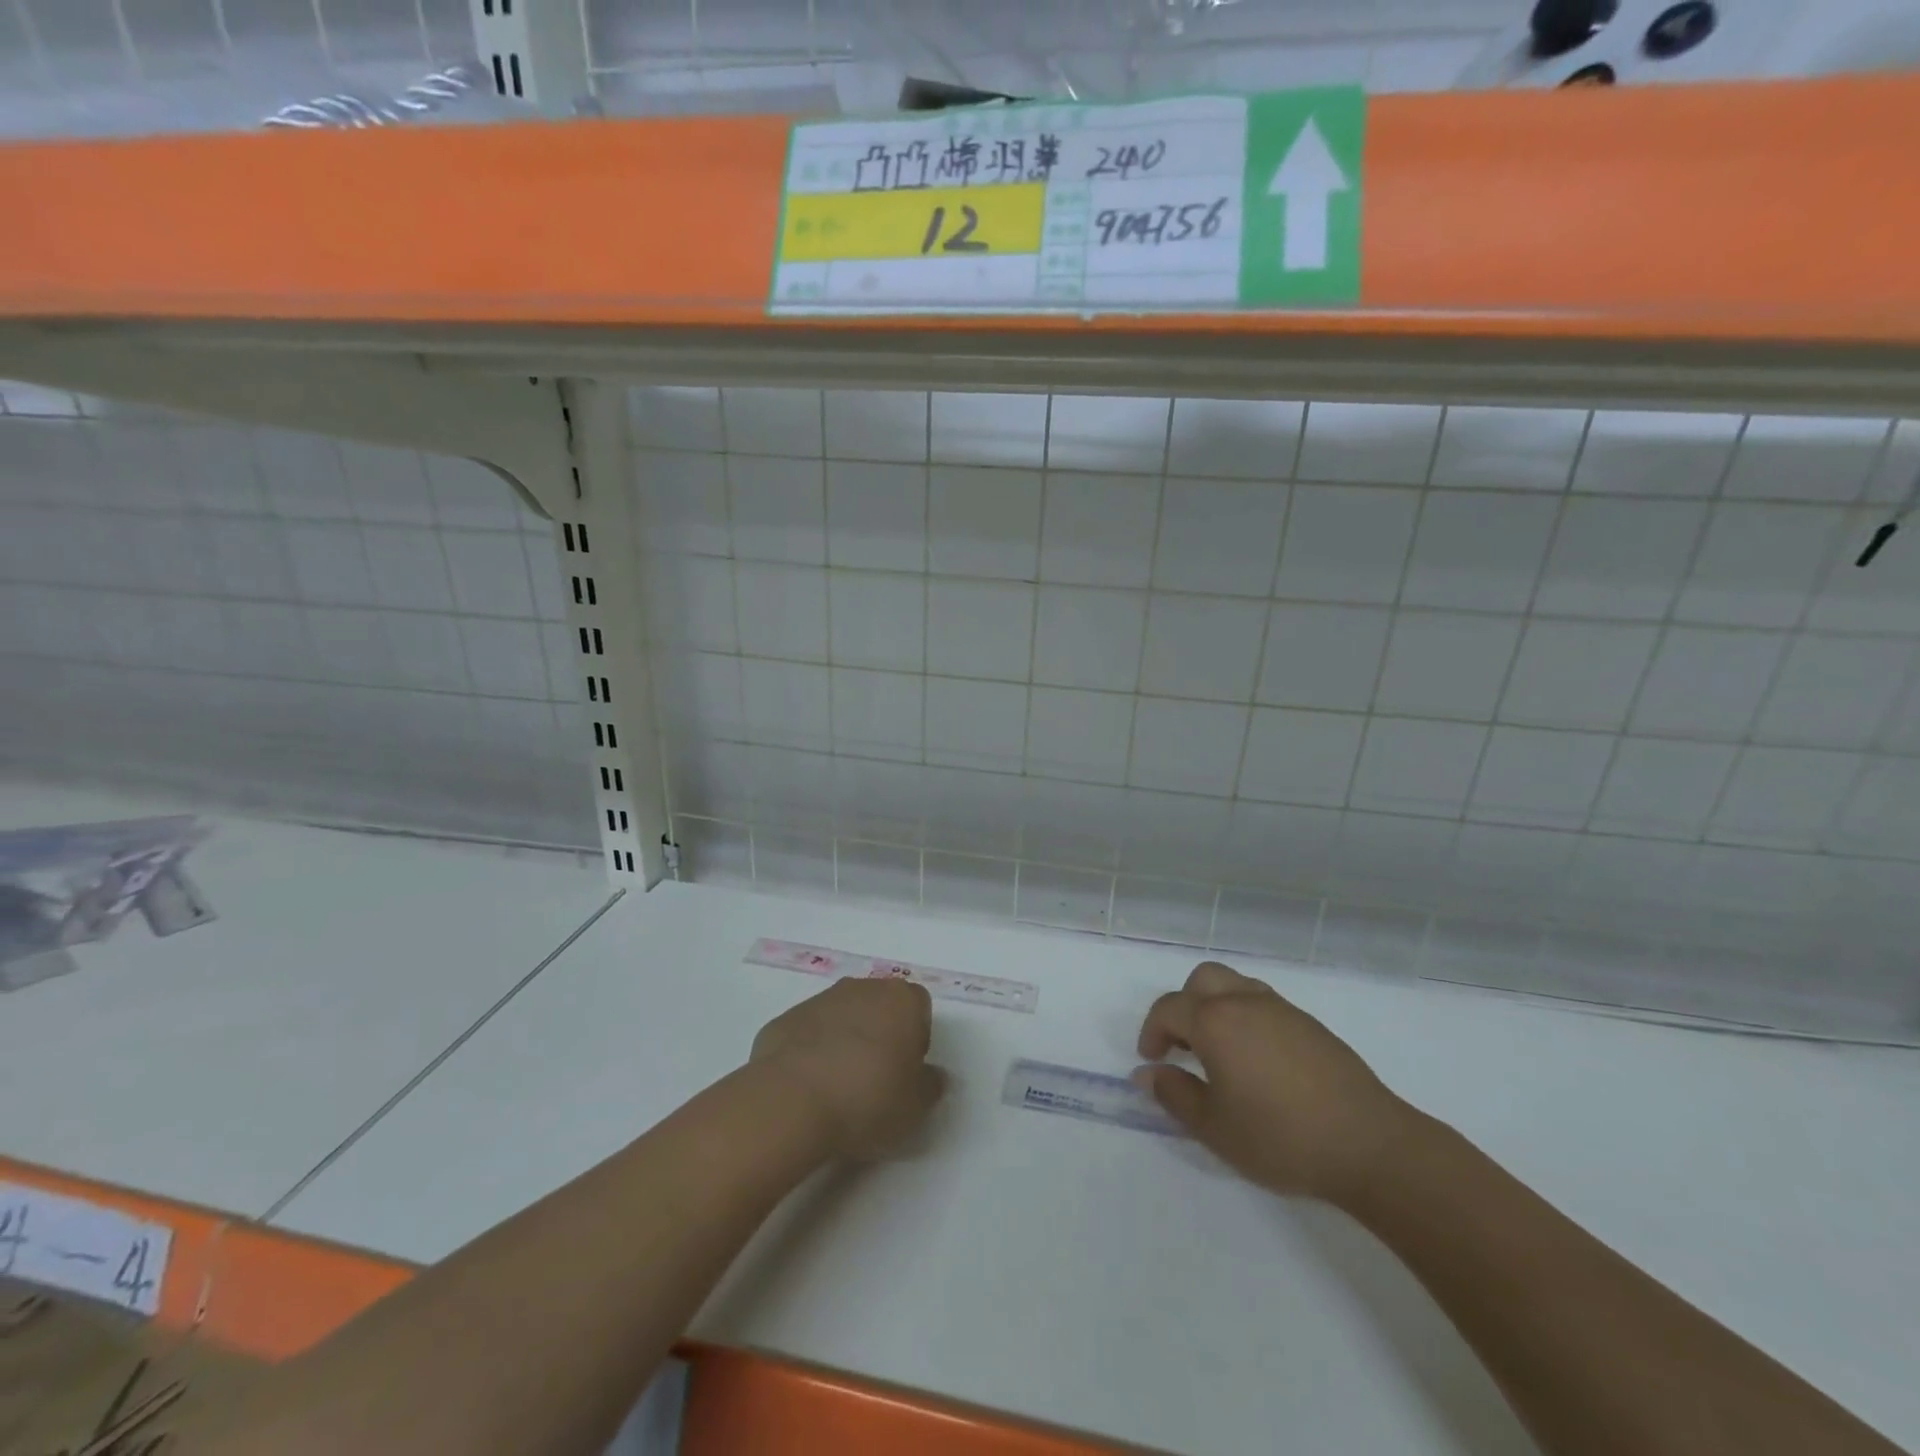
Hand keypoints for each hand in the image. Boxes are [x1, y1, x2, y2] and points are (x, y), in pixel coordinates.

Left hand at [751, 977, 945, 1160]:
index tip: (907, 1072)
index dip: (917, 1039)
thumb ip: (931, 1085)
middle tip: (876, 1080)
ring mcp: (820, 1000)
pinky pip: (810, 1032)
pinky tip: (809, 1086)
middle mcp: (862, 988)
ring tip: (839, 1087)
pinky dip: (813, 1052)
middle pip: (880, 1006)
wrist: (791, 1101)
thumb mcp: (916, 1106)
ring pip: (843, 1016)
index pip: (919, 1007)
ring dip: (846, 1041)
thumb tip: (930, 1075)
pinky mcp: (786, 1018)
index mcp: (901, 999)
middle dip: (881, 1035)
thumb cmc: (868, 1097)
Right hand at [1135, 961, 1415, 1203]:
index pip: (1168, 1009)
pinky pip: (1265, 1004)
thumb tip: (1147, 1074)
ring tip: (1220, 1050)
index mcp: (1215, 1021)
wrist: (1369, 1145)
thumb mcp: (1215, 1127)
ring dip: (1217, 1007)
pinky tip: (1259, 1060)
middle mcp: (1244, 1002)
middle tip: (1183, 1046)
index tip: (1152, 1060)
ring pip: (1236, 986)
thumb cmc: (1281, 1137)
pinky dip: (1247, 1017)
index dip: (1152, 1031)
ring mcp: (1282, 1009)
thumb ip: (1174, 1095)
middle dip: (1184, 1006)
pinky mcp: (1311, 1025)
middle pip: (1202, 980)